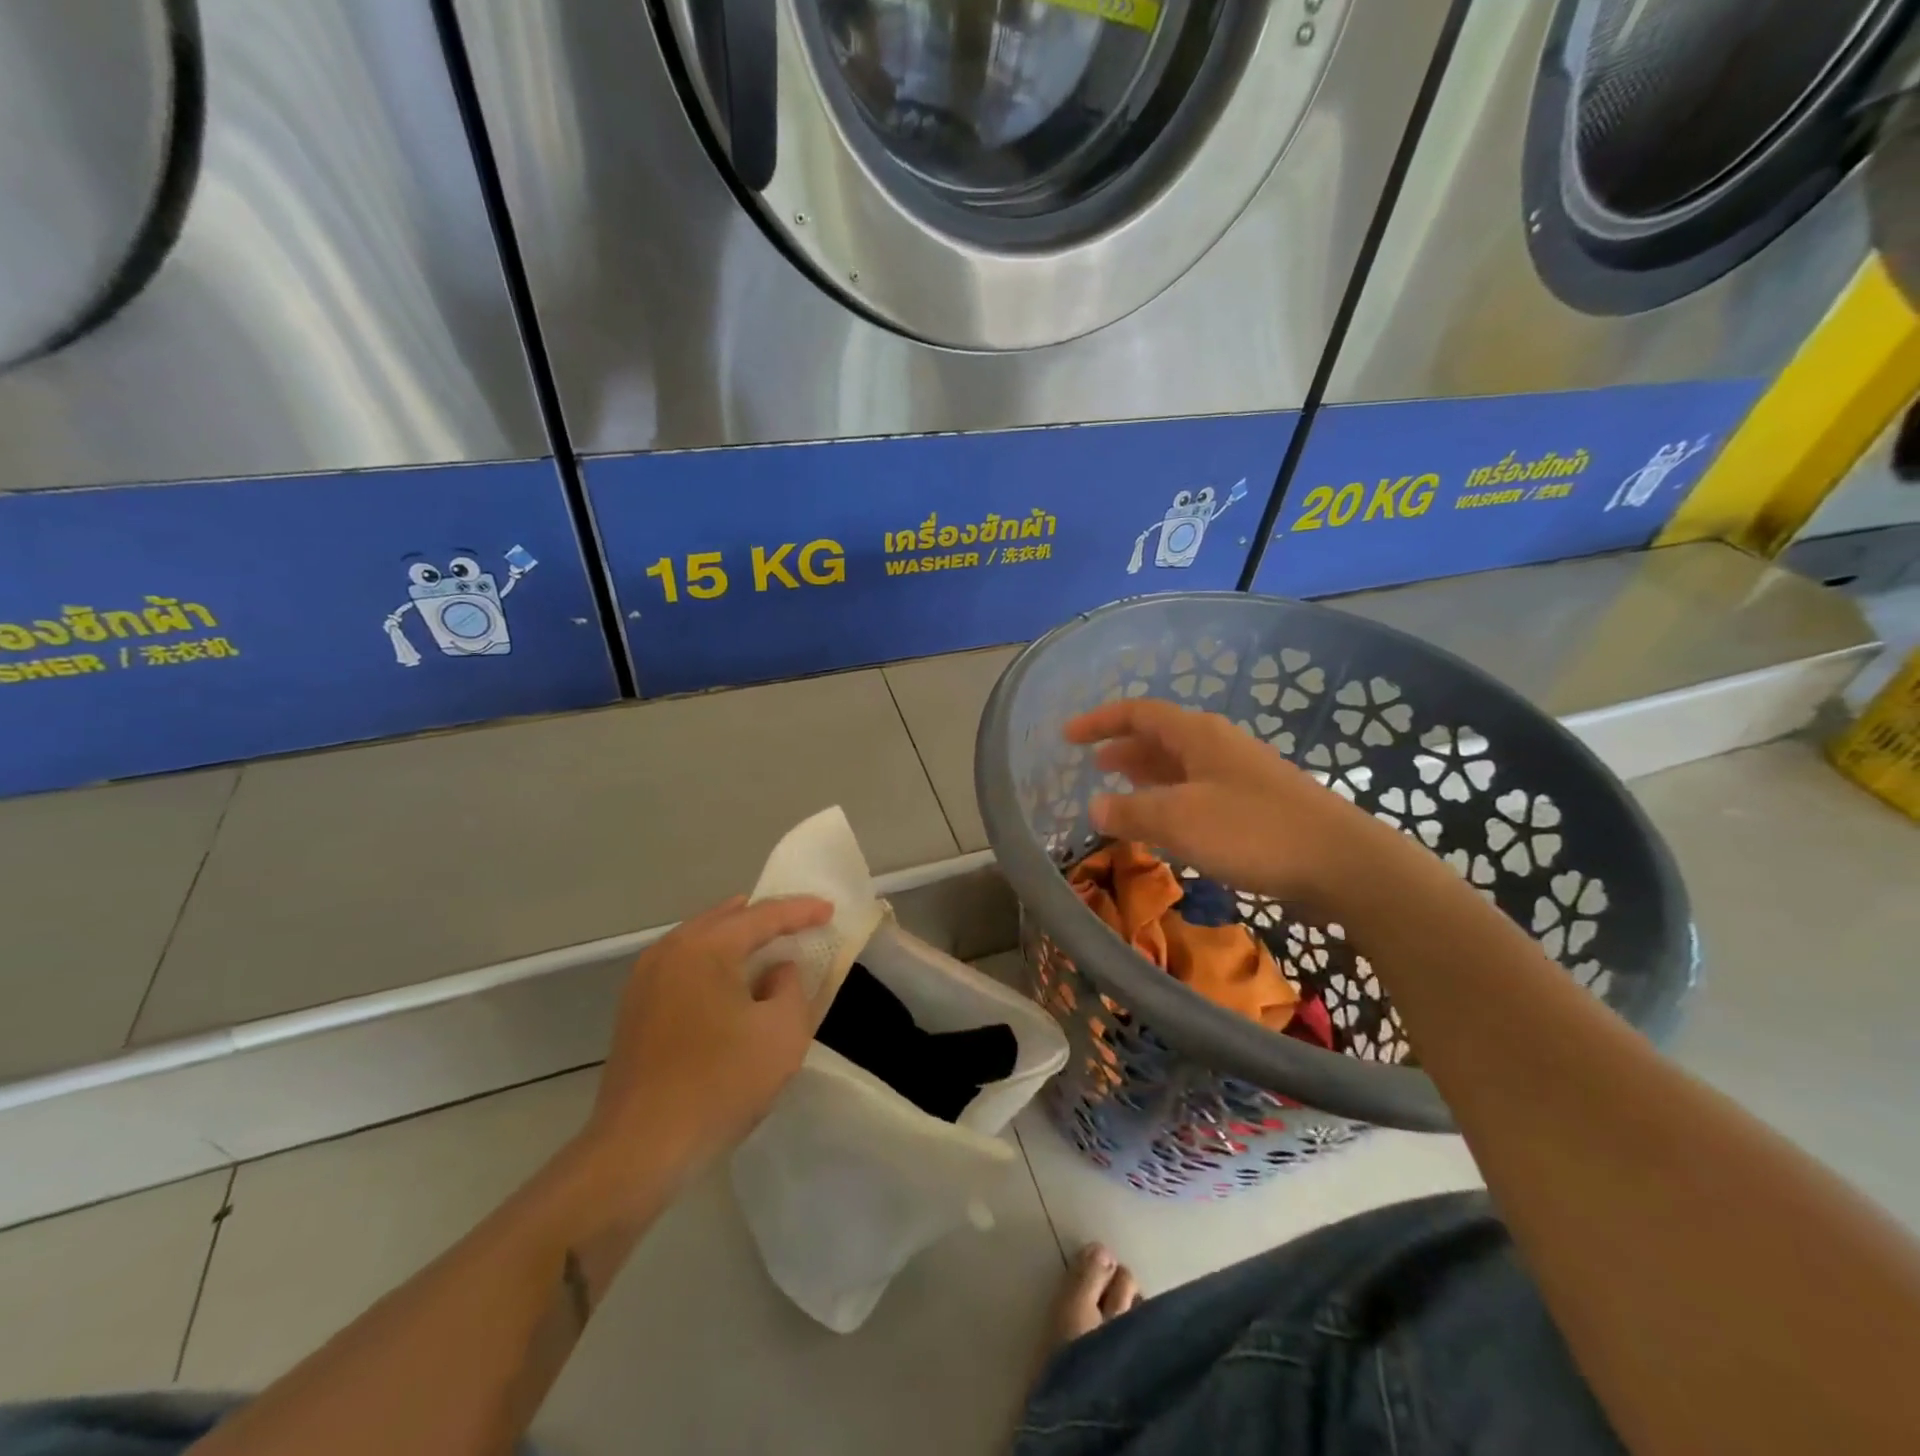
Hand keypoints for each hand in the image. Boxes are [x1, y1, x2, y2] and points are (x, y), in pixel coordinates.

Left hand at [581, 894, 832, 1200]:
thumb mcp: (782, 1033)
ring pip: (701, 940)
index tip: (830, 909)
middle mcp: (670, 950)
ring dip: (736, 940)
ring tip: (767, 945)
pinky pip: (683, 965)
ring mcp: (645, 978)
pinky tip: (728, 981)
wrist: (640, 1148)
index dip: (801, 911)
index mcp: (706, 947)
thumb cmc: (720, 1084)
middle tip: (799, 921)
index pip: (763, 916)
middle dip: (765, 918)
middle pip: (726, 919)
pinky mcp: (635, 1008)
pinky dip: (713, 962)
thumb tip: (778, 970)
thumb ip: (791, 987)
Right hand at [1065, 699, 1400, 910]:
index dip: (1100, 721)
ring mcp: (1238, 773)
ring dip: (1146, 775)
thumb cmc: (1253, 831)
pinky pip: (1197, 790)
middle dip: (1123, 748)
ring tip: (1119, 791)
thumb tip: (1095, 808)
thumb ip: (1132, 812)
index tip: (1067, 736)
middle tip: (1093, 766)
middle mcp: (1217, 745)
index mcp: (1197, 735)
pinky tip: (1165, 823)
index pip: (1138, 713)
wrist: (1341, 861)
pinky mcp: (1254, 804)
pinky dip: (1170, 799)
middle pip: (1159, 736)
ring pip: (1179, 765)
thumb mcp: (1180, 820)